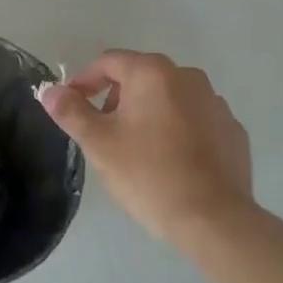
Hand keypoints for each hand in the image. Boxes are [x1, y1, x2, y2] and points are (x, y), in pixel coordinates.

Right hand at [40, 50, 251, 244]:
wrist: (214, 220)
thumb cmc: (149, 174)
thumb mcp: (99, 143)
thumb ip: (71, 111)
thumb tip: (49, 90)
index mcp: (153, 73)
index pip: (108, 62)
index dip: (84, 81)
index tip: (72, 107)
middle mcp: (188, 77)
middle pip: (140, 77)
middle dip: (116, 99)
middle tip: (104, 134)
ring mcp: (215, 103)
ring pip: (169, 99)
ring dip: (148, 114)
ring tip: (137, 150)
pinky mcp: (232, 131)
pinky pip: (195, 120)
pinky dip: (178, 131)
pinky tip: (171, 162)